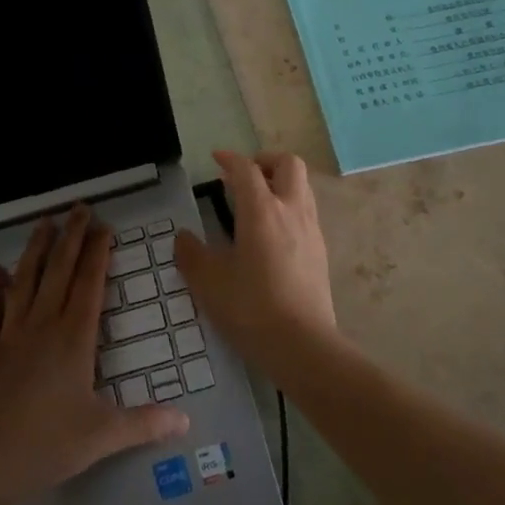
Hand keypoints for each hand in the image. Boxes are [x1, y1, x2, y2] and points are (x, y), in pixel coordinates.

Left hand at [0, 205, 188, 504]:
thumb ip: (145, 423)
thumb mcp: (103, 436)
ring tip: (44, 222)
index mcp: (74, 339)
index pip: (89, 284)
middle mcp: (42, 325)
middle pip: (59, 271)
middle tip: (78, 208)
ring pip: (24, 281)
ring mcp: (9, 335)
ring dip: (35, 250)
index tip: (103, 227)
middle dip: (71, 237)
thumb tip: (186, 422)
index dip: (97, 253)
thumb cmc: (47, 445)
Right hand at [174, 150, 337, 381]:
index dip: (230, 159)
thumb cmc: (251, 308)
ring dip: (280, 183)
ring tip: (257, 203)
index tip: (217, 159)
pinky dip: (289, 208)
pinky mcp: (321, 252)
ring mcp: (311, 230)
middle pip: (288, 164)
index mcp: (261, 210)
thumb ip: (191, 255)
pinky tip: (273, 234)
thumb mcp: (208, 282)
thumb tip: (184, 238)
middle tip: (244, 176)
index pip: (246, 169)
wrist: (303, 345)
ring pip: (302, 187)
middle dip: (265, 161)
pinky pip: (307, 213)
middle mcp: (291, 210)